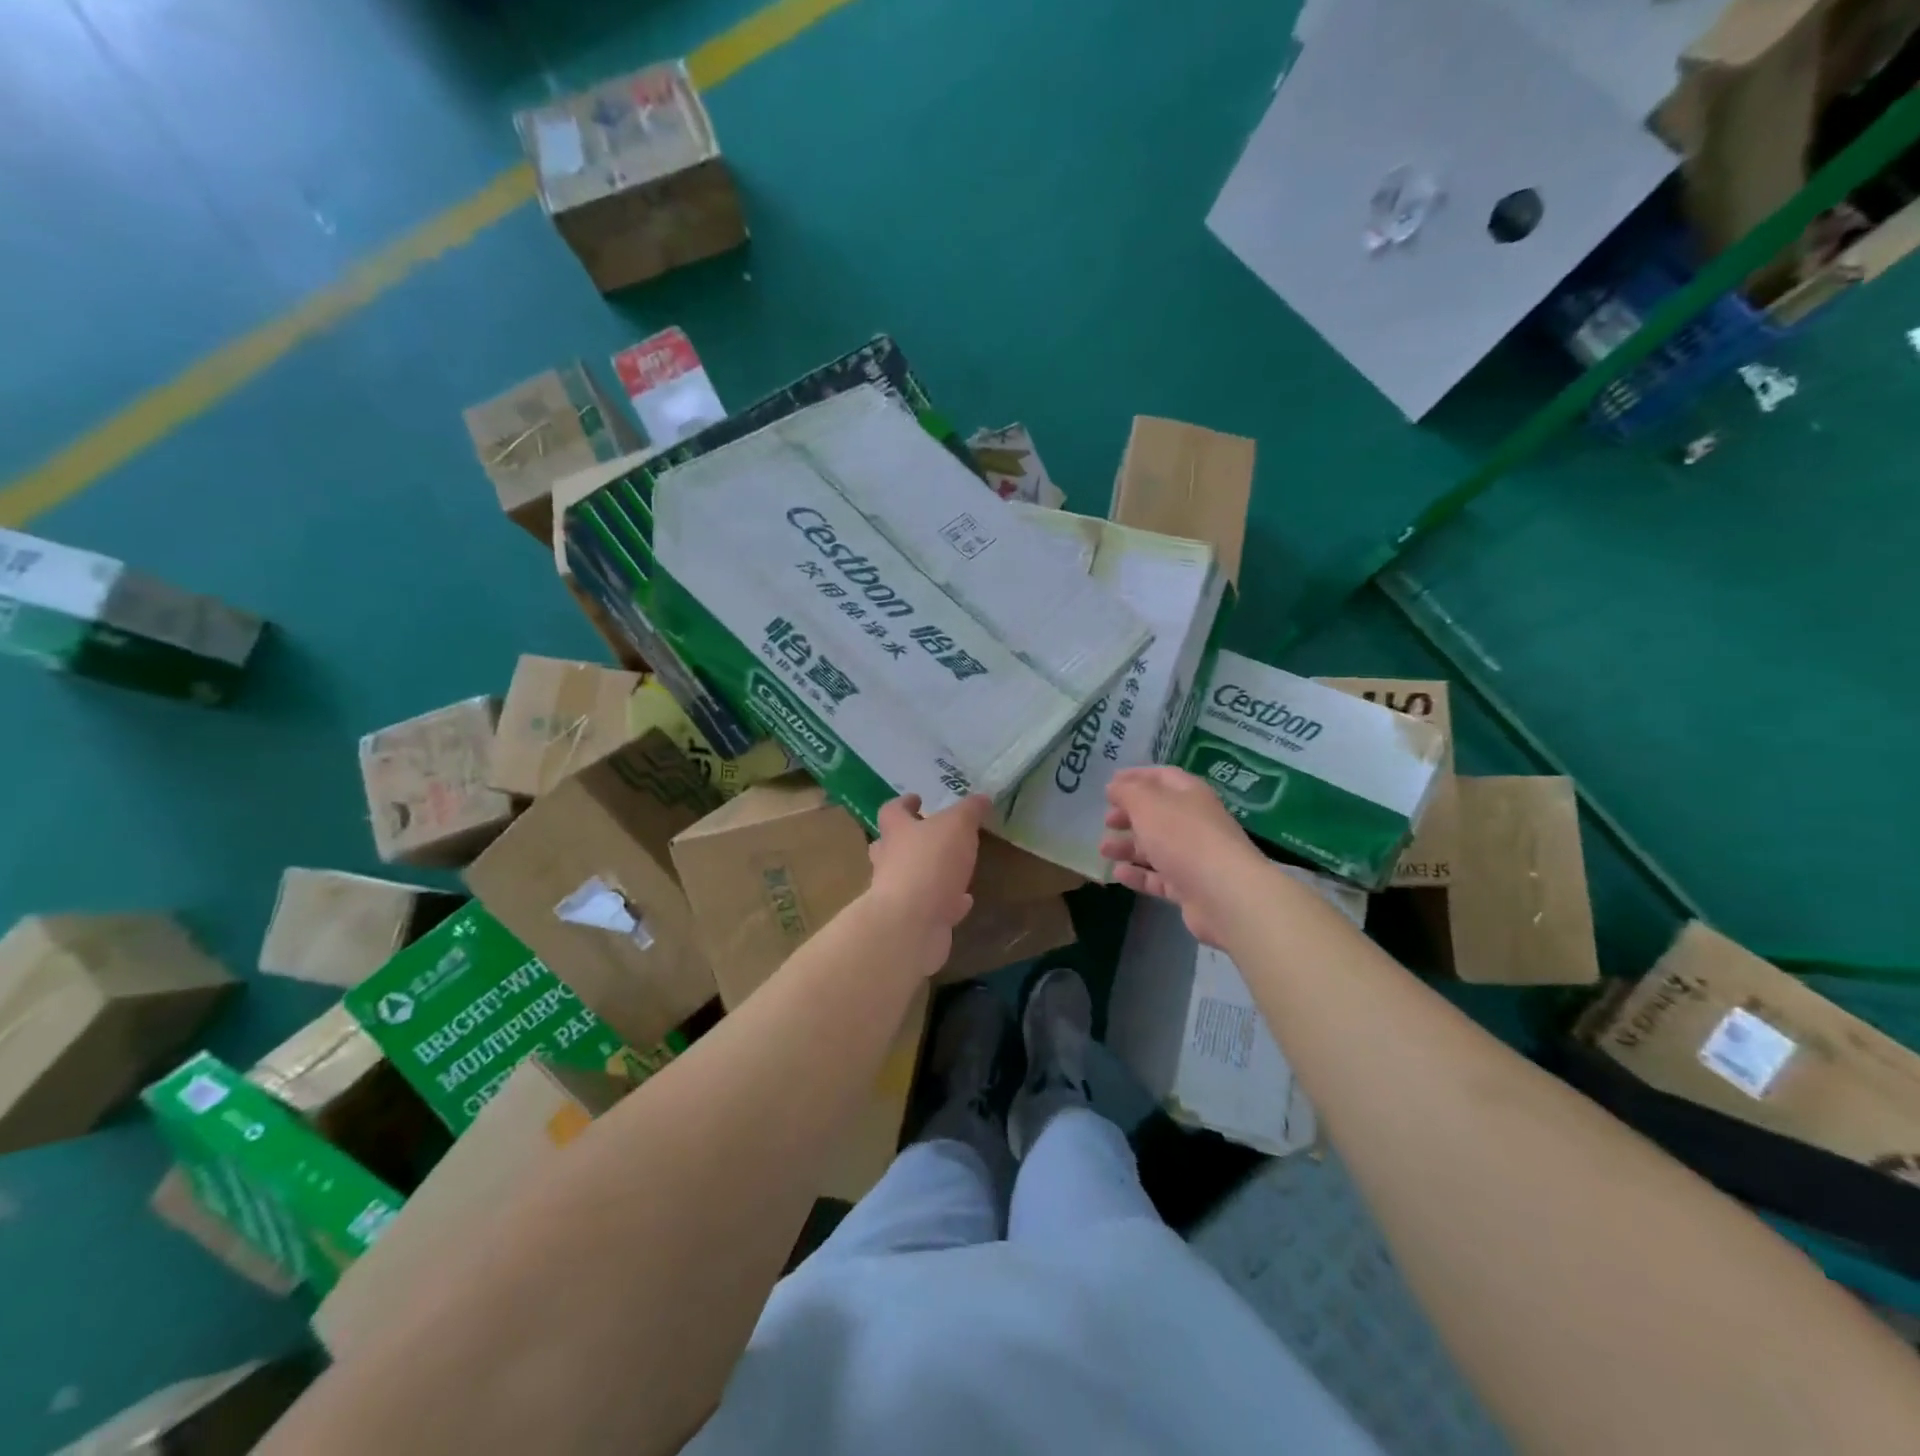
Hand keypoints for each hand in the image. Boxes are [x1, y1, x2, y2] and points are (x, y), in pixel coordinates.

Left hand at [867, 794, 990, 973]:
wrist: (911, 923)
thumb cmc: (930, 862)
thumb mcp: (957, 825)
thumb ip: (969, 811)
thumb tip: (982, 798)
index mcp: (897, 832)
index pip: (892, 811)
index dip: (904, 803)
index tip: (916, 798)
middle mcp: (890, 861)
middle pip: (891, 846)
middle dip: (908, 839)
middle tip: (928, 834)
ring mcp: (899, 894)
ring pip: (911, 877)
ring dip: (929, 872)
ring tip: (954, 868)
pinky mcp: (913, 921)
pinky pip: (932, 907)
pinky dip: (948, 902)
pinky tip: (965, 901)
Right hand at [1100, 766, 1265, 947]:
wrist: (1223, 893)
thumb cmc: (1183, 837)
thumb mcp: (1148, 804)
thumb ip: (1128, 792)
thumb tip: (1114, 786)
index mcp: (1189, 794)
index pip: (1162, 777)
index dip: (1136, 777)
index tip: (1109, 784)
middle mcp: (1194, 822)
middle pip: (1158, 813)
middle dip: (1130, 815)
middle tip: (1106, 821)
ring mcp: (1193, 856)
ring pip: (1156, 847)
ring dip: (1129, 846)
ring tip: (1103, 850)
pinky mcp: (1190, 887)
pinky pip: (1159, 877)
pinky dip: (1138, 874)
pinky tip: (1118, 874)